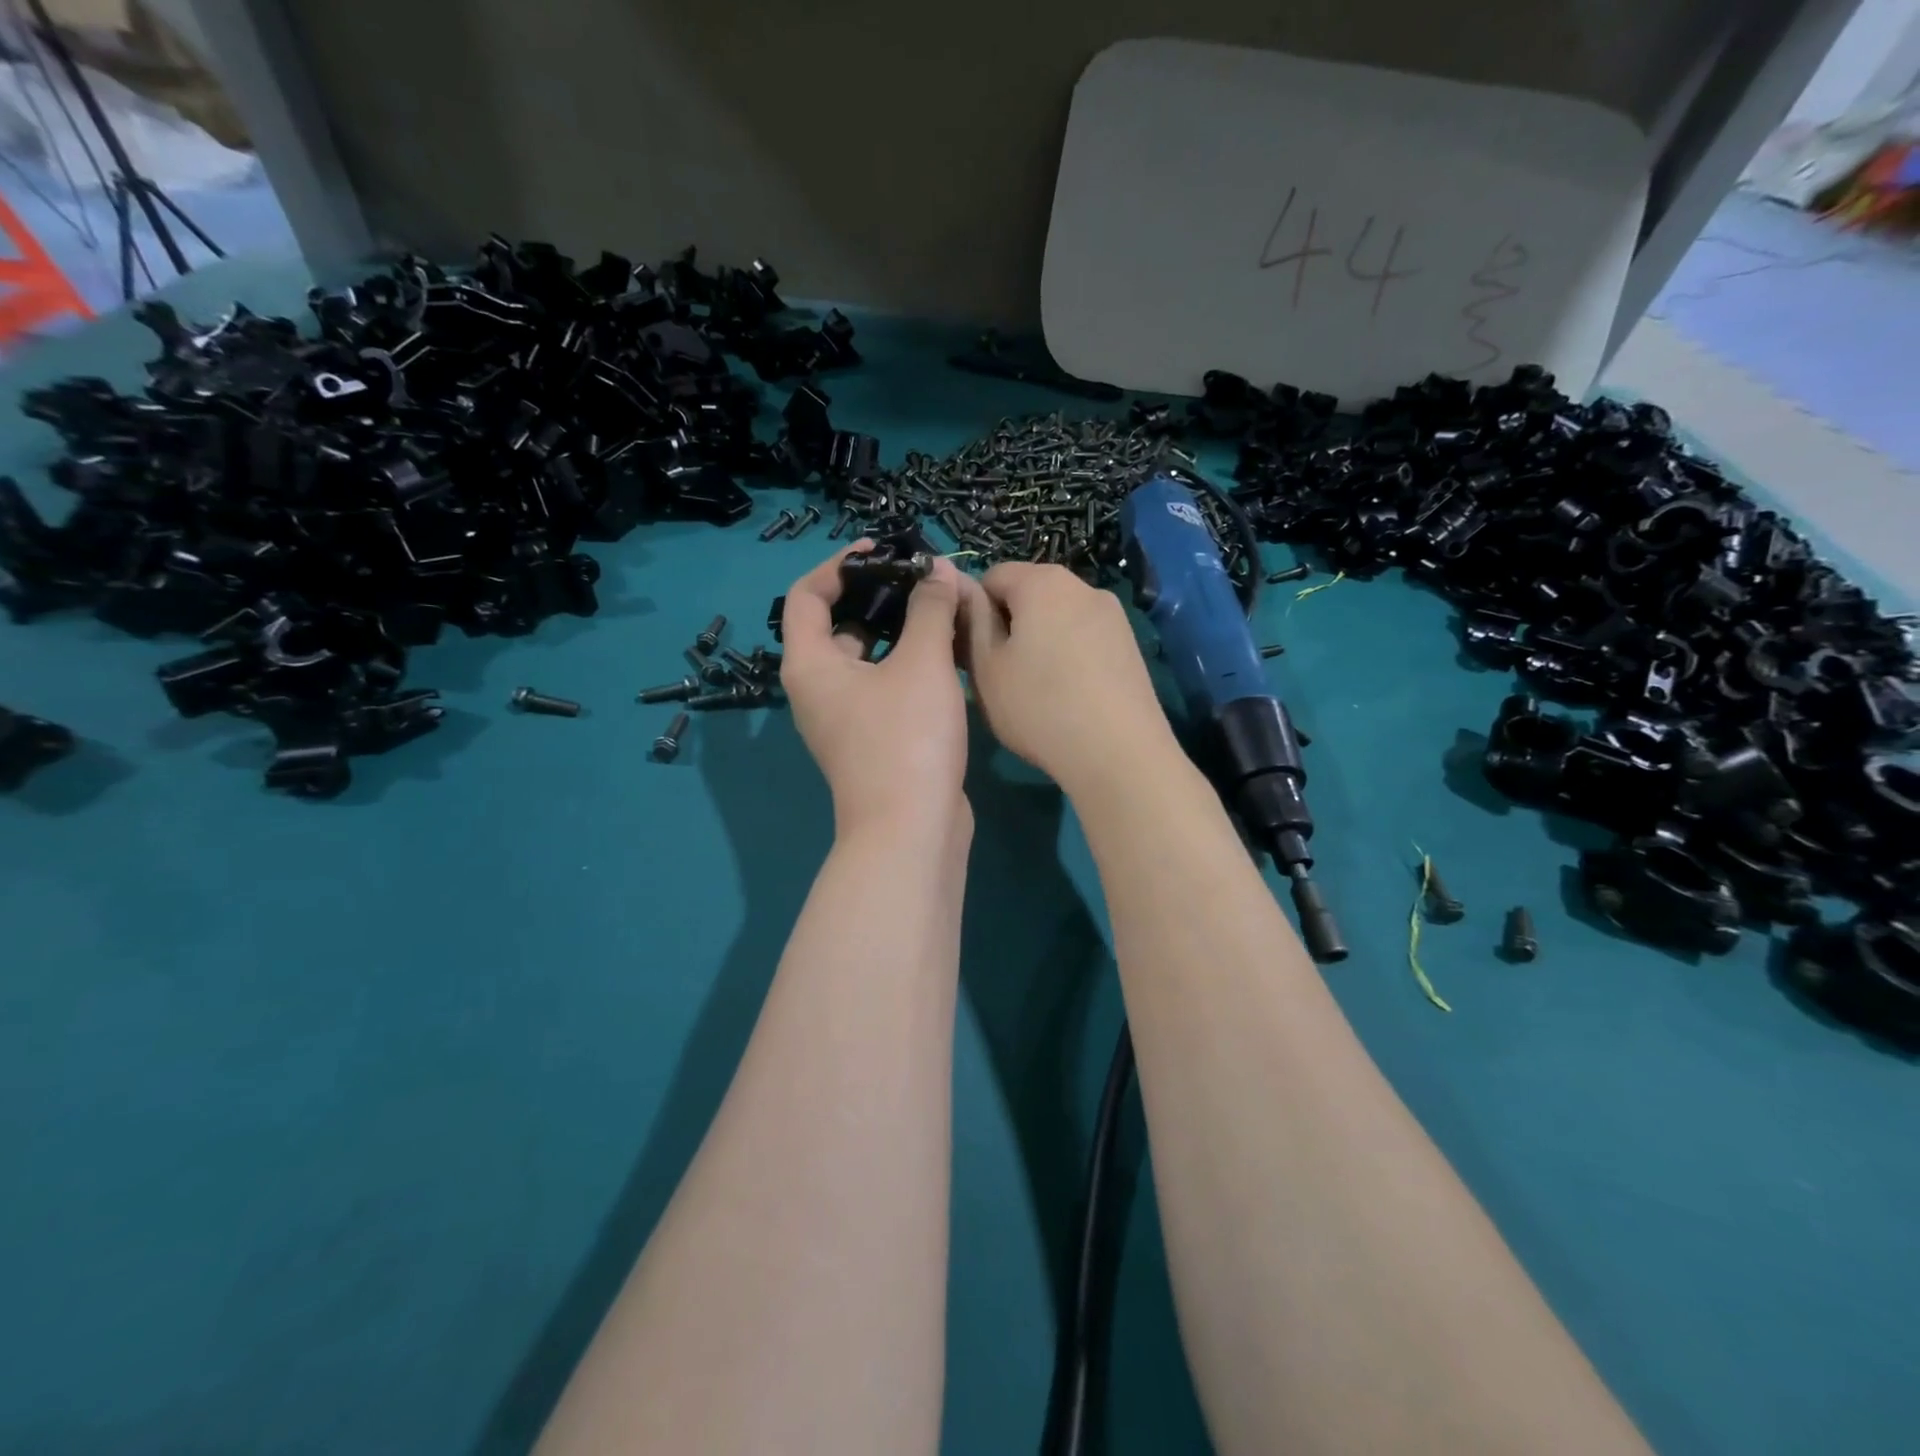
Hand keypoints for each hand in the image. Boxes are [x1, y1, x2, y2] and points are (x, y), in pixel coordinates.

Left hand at [780, 544, 971, 839]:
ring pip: (867, 658)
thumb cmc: (907, 738)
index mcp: (810, 665)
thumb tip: (937, 569)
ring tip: (941, 608)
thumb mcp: (921, 663)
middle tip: (923, 578)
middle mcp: (818, 689)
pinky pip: (884, 685)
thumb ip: (929, 608)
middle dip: (878, 596)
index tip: (884, 551)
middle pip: (838, 624)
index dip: (840, 564)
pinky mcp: (873, 739)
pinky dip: (908, 664)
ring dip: (900, 630)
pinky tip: (948, 653)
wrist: (912, 829)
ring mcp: (845, 718)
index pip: (807, 594)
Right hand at [963, 563, 1178, 794]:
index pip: (992, 575)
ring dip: (1040, 640)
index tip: (973, 650)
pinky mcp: (1130, 644)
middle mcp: (1082, 586)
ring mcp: (1113, 615)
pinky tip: (1069, 695)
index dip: (975, 609)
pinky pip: (1085, 638)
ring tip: (1036, 689)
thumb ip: (972, 620)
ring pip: (1059, 617)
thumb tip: (961, 588)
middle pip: (1030, 593)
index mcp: (1042, 582)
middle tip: (1000, 673)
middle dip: (1010, 624)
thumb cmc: (1039, 707)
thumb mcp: (987, 667)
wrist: (1118, 753)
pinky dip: (1069, 655)